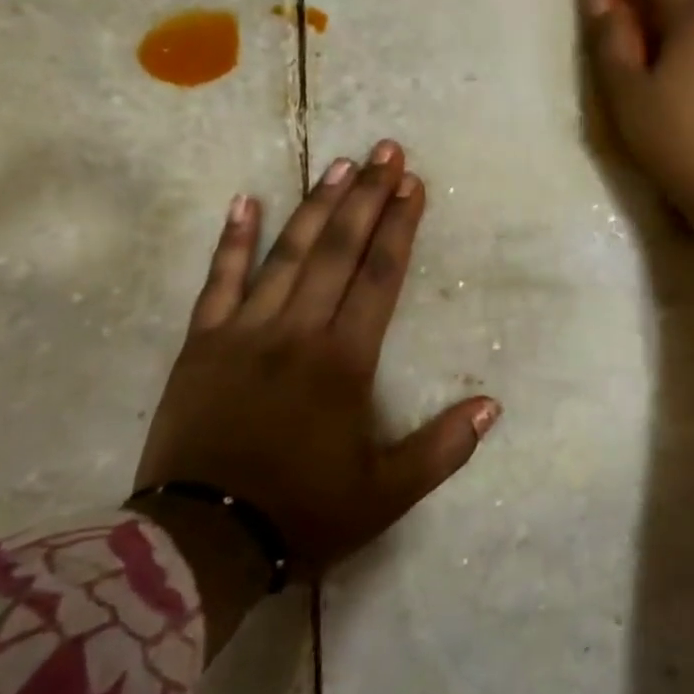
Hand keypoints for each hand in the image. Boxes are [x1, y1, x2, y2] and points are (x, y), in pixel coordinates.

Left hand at [134, 142, 499, 646]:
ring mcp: (244, 331)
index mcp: (344, 362)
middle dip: (367, 197)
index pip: (379, 277)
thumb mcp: (386, 493)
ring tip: (339, 164)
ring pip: (286, 254)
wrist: (201, 541)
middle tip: (386, 151)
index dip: (400, 227)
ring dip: (315, 205)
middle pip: (338, 249)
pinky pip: (218, 281)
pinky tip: (244, 201)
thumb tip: (492, 405)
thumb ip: (443, 448)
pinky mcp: (202, 343)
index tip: (413, 185)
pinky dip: (232, 241)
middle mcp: (297, 331)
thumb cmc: (302, 513)